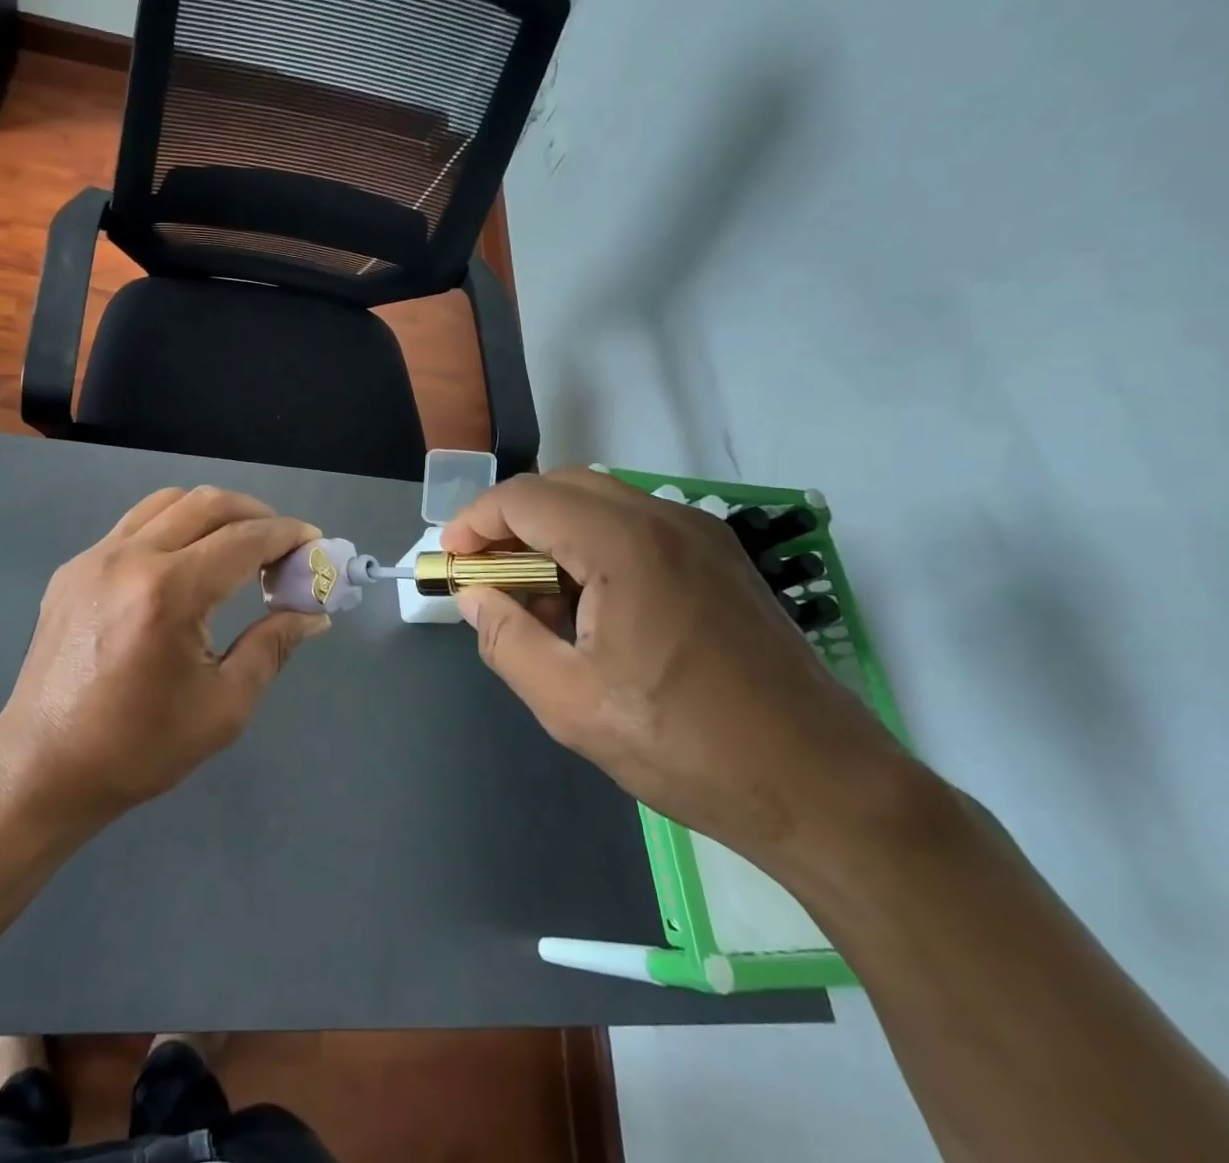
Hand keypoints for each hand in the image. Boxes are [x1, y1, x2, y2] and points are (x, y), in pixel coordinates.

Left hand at [0, 486, 327, 826]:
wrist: (43, 767)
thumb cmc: (139, 747)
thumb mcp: (224, 706)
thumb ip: (273, 647)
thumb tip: (313, 614)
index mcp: (169, 591)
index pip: (243, 539)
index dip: (287, 536)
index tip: (315, 544)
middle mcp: (130, 557)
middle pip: (208, 503)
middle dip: (256, 514)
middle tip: (282, 545)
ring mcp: (94, 556)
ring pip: (168, 502)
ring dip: (213, 513)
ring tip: (237, 546)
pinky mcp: (73, 568)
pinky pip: (134, 525)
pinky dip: (173, 526)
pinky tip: (184, 564)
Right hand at [443, 469, 911, 870]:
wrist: (824, 788)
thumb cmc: (686, 745)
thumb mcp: (570, 703)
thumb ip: (507, 639)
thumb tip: (474, 597)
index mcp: (625, 544)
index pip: (524, 498)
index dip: (474, 522)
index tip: (451, 561)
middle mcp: (665, 520)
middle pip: (561, 487)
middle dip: (510, 523)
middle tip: (486, 576)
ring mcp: (701, 536)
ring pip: (599, 503)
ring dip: (552, 534)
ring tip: (534, 599)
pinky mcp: (721, 560)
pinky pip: (635, 528)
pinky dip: (592, 547)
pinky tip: (589, 607)